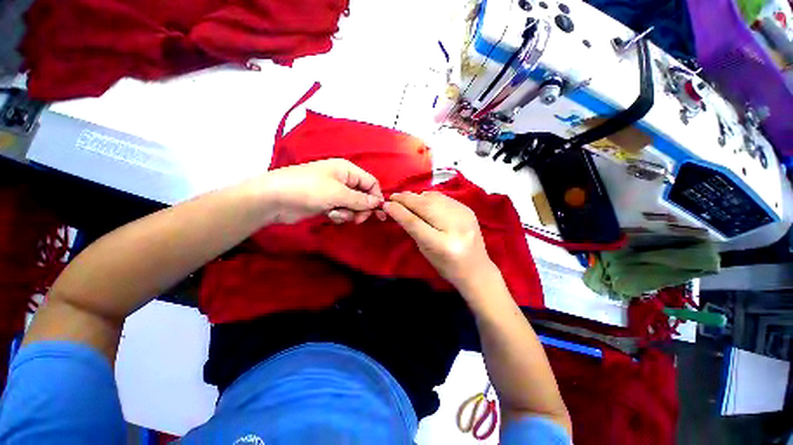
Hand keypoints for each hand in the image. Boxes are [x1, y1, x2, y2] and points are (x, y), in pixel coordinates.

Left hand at [260, 159, 384, 223]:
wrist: (274, 198)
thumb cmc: (309, 189)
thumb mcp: (338, 193)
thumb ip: (361, 199)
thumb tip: (379, 203)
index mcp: (348, 170)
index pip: (371, 183)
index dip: (376, 197)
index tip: (377, 213)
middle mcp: (343, 180)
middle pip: (364, 196)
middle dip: (362, 208)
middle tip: (358, 219)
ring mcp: (335, 192)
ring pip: (354, 205)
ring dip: (349, 213)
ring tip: (336, 214)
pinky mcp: (327, 204)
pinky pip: (342, 210)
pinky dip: (339, 215)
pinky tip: (329, 216)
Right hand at [384, 191, 495, 290]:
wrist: (476, 269)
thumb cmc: (447, 266)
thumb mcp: (425, 251)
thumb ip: (413, 230)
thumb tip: (399, 209)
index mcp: (442, 244)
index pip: (415, 222)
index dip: (399, 211)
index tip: (386, 204)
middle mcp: (455, 226)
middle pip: (425, 205)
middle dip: (406, 199)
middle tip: (393, 196)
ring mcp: (464, 215)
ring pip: (434, 197)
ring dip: (417, 196)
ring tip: (405, 197)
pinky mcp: (468, 209)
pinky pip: (443, 197)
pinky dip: (429, 197)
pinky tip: (422, 199)